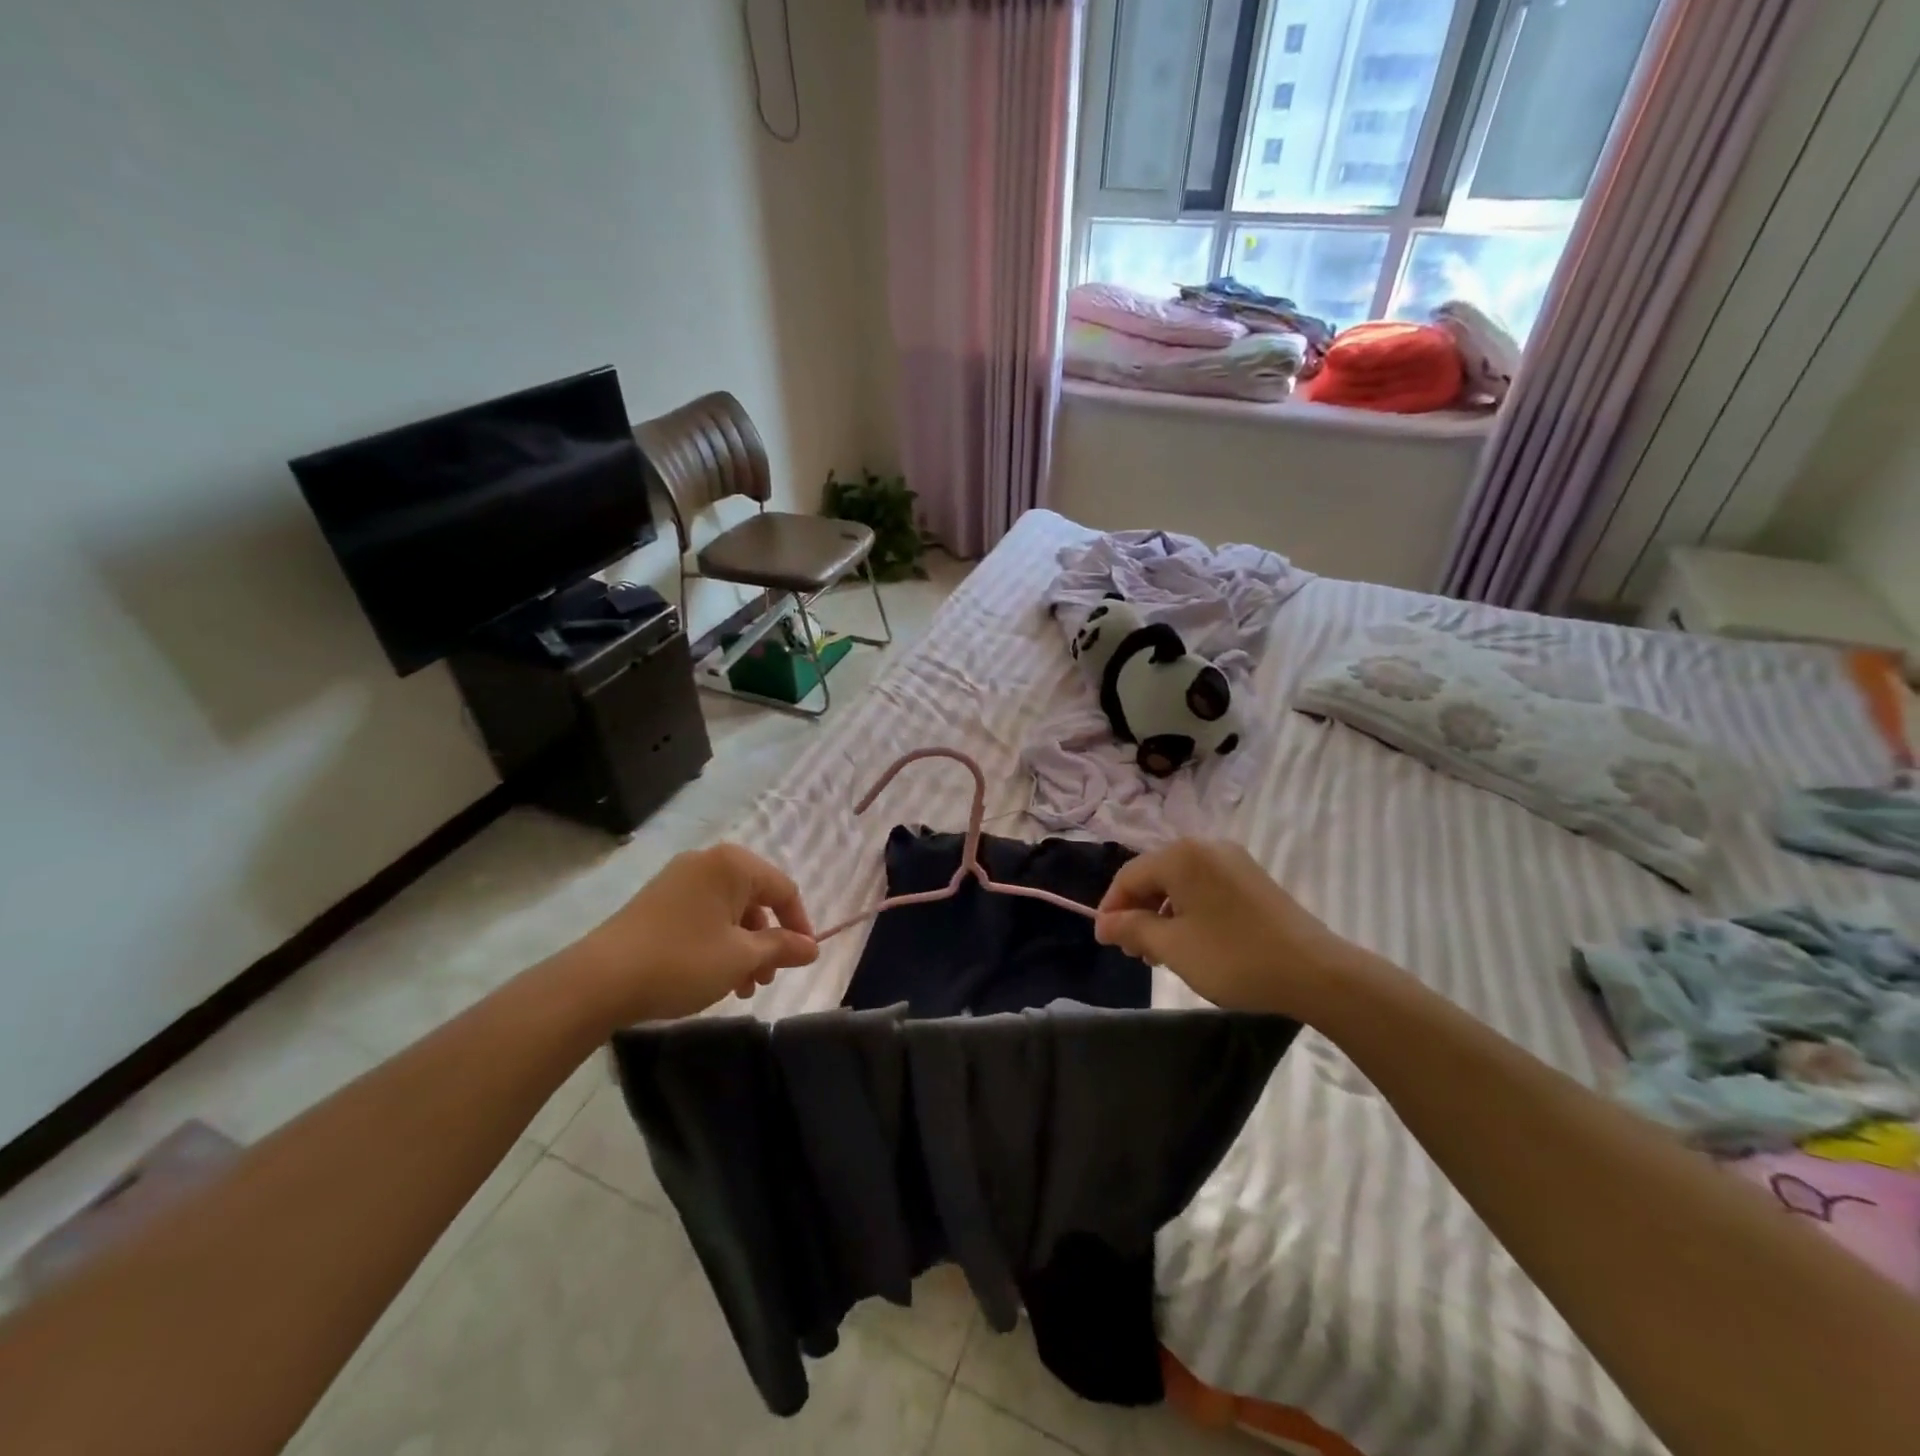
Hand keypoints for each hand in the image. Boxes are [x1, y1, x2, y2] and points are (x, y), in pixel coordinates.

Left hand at [566, 844, 818, 1027]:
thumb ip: (781, 948)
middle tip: (766, 978)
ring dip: (743, 947)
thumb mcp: (741, 958)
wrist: (600, 980)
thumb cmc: (683, 961)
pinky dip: (718, 942)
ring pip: (729, 911)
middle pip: (755, 899)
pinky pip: (704, 915)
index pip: (784, 889)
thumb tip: (812, 947)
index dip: (799, 925)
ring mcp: (679, 879)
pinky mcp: (658, 900)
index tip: (803, 959)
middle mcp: (707, 862)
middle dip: (767, 941)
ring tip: (741, 987)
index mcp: (733, 865)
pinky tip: (714, 977)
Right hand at [1094, 839, 1366, 1018]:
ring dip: (1162, 914)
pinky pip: (1205, 887)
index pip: (1128, 876)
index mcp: (1181, 855)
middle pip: (1154, 875)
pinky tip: (1192, 941)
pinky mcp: (1252, 878)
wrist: (1315, 971)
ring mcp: (1232, 860)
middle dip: (1138, 912)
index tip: (1106, 943)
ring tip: (1161, 953)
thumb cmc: (1233, 957)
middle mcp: (1205, 847)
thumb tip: (1104, 924)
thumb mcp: (1173, 947)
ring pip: (1180, 882)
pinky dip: (1189, 910)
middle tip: (1135, 953)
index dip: (1111, 909)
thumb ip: (1132, 929)